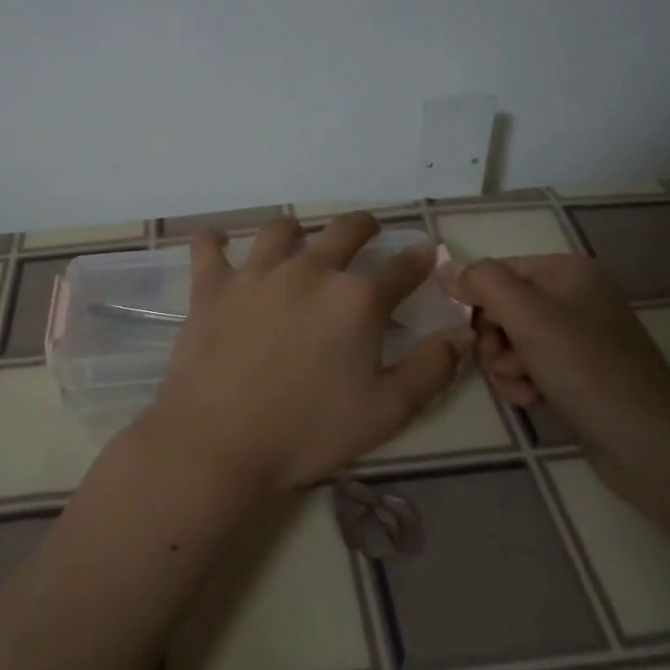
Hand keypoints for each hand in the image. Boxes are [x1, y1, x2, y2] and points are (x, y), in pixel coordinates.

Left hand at [139, 213, 470, 496]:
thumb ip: (431, 369)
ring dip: (297, 231)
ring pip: (281, 229)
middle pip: (345, 230)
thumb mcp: (386, 412)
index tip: (425, 255)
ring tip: (297, 240)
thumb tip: (461, 334)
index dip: (419, 259)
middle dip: (365, 227)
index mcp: (357, 299)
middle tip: (368, 233)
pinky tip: (219, 243)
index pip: (402, 268)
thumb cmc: (308, 432)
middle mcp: (310, 270)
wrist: (219, 442)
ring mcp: (256, 273)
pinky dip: (216, 240)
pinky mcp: (212, 286)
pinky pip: (209, 245)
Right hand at [446, 254, 669, 498]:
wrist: (647, 442)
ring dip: (505, 367)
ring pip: (511, 341)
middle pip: (501, 308)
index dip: (477, 302)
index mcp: (566, 271)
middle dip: (493, 340)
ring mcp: (578, 336)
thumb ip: (482, 283)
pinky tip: (533, 399)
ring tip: (523, 388)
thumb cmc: (585, 368)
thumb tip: (445, 268)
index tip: (473, 335)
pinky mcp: (579, 371)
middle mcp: (573, 296)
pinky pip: (531, 366)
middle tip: (503, 364)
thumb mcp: (527, 315)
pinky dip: (523, 382)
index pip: (495, 272)